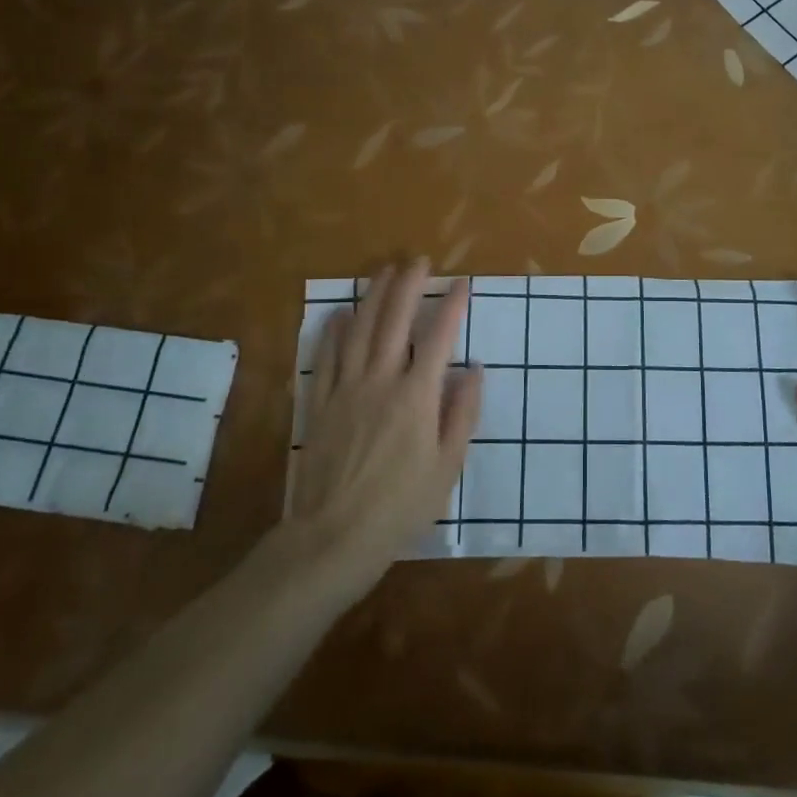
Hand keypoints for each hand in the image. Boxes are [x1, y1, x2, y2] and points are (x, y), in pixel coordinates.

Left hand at [292, 260, 482, 578]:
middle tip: (417, 261)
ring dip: (372, 297)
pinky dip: (334, 331)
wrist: (335, 535)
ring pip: (359, 330)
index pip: (439, 338)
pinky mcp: (321, 403)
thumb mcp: (447, 466)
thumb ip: (462, 414)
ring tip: (383, 271)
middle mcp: (380, 381)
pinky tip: (339, 313)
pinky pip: (326, 357)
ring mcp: (346, 389)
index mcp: (416, 396)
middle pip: (394, 321)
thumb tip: (475, 370)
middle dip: (408, 286)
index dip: (452, 306)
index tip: (462, 283)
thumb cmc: (401, 505)